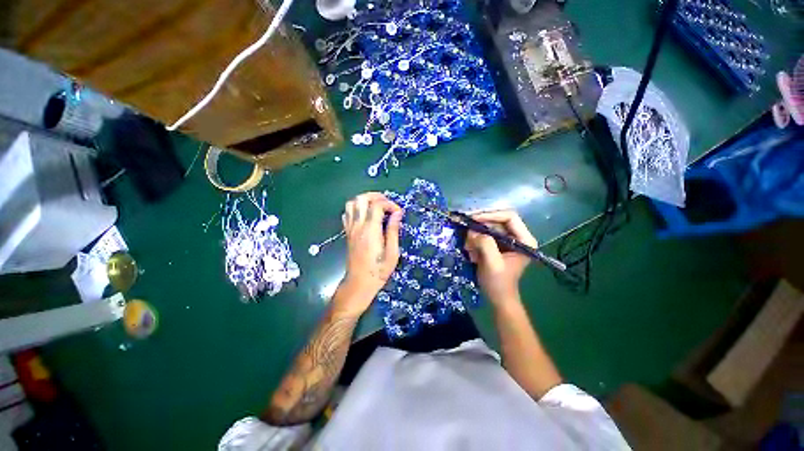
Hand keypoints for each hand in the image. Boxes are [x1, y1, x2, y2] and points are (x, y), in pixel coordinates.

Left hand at [336, 192, 402, 315]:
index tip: (399, 213)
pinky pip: (347, 214)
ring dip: (364, 200)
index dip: (390, 204)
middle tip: (387, 203)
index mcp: (371, 230)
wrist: (359, 283)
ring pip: (351, 203)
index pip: (377, 205)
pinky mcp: (347, 233)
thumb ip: (393, 231)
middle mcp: (358, 226)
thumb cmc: (378, 270)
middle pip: (361, 199)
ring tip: (376, 206)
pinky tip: (365, 215)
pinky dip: (356, 209)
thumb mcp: (392, 253)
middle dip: (376, 196)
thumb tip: (397, 214)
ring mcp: (350, 229)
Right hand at [464, 210, 537, 304]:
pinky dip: (474, 242)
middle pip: (496, 221)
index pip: (508, 216)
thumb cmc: (499, 283)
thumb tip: (473, 231)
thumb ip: (485, 244)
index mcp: (524, 239)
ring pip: (487, 228)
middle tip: (466, 235)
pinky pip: (483, 236)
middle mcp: (517, 236)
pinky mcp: (497, 245)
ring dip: (475, 236)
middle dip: (479, 227)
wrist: (498, 298)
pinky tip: (472, 254)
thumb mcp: (492, 263)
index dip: (490, 215)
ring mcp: (506, 241)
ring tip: (469, 249)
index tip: (473, 219)